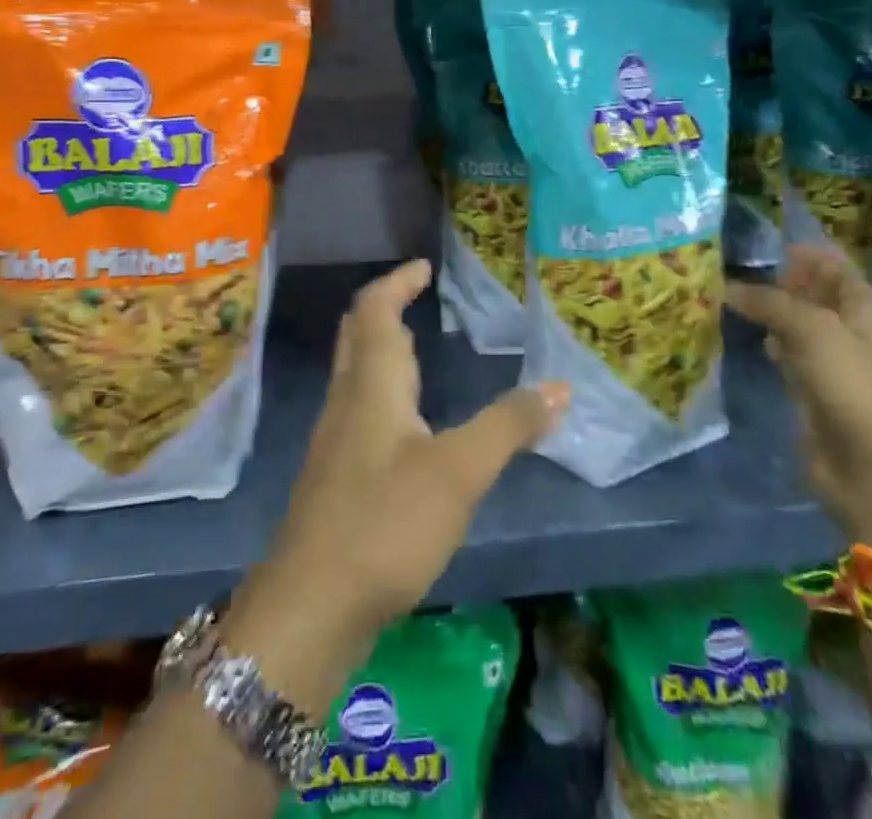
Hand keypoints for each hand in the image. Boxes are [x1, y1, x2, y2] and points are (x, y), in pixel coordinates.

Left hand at [224, 261, 567, 707]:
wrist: (310, 606)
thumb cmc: (384, 522)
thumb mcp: (459, 472)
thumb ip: (509, 426)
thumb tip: (560, 386)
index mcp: (371, 382)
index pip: (375, 309)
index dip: (397, 281)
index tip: (423, 266)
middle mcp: (347, 399)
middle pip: (358, 334)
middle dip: (385, 307)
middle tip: (419, 297)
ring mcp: (335, 439)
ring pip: (356, 372)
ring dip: (383, 349)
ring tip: (419, 351)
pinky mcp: (336, 476)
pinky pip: (359, 408)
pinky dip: (383, 390)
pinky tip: (406, 424)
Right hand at [724, 247, 871, 551]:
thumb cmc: (854, 388)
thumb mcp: (812, 330)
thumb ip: (770, 302)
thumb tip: (728, 287)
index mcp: (866, 308)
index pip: (833, 266)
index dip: (802, 252)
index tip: (758, 243)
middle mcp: (851, 329)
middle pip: (812, 292)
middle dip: (777, 279)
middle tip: (730, 265)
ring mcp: (832, 361)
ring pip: (795, 322)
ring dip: (767, 309)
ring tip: (726, 292)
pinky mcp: (812, 389)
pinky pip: (786, 352)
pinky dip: (767, 339)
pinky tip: (743, 331)